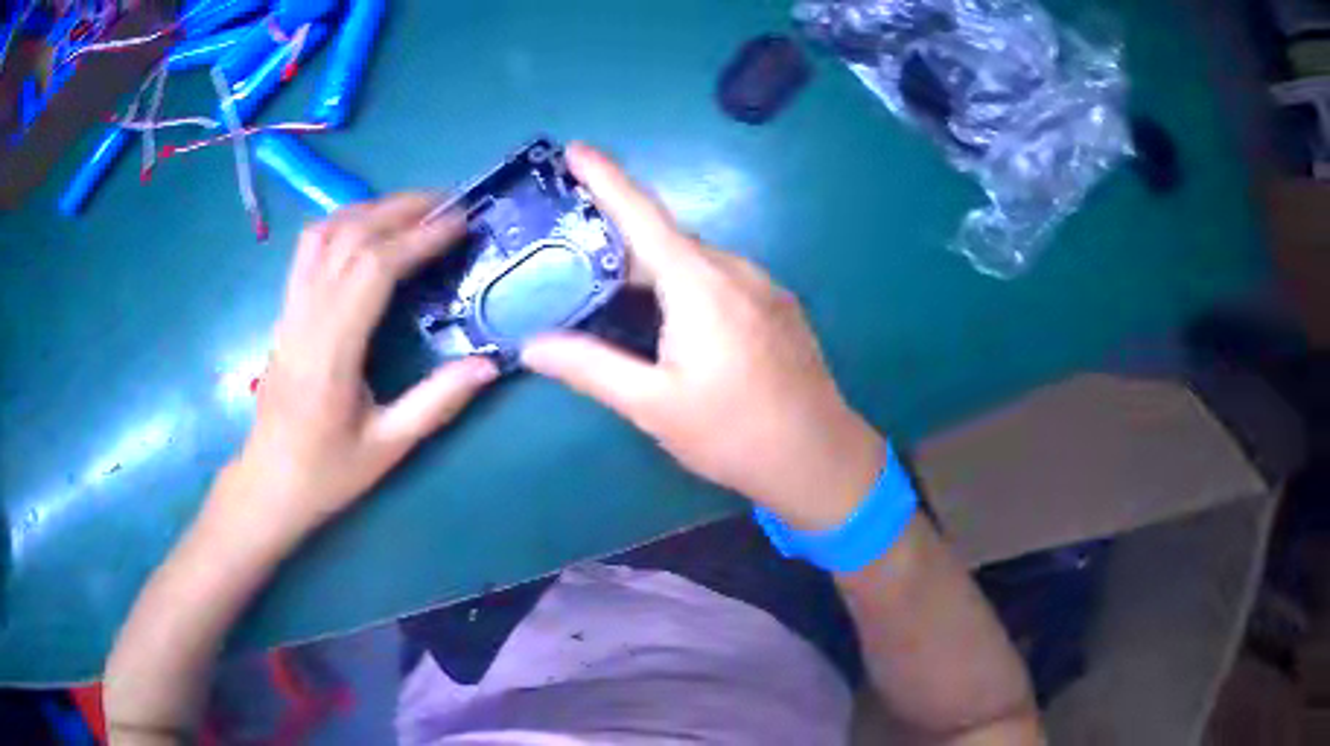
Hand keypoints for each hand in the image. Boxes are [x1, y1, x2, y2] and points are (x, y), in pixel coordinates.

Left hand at [225, 194, 498, 540]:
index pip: (372, 269)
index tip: (460, 224)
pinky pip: (309, 250)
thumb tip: (490, 364)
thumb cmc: (326, 472)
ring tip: (413, 209)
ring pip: (323, 234)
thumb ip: (437, 402)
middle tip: (449, 203)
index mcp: (331, 353)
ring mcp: (290, 310)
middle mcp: (306, 318)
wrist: (267, 483)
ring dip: (370, 209)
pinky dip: (342, 224)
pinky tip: (367, 229)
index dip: (418, 238)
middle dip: (401, 209)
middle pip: (349, 237)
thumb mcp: (387, 448)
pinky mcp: (285, 311)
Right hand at [522, 145, 885, 530]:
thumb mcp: (653, 406)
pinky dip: (684, 281)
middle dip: (618, 238)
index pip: (643, 216)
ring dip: (652, 266)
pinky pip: (720, 276)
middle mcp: (735, 270)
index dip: (606, 179)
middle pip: (666, 239)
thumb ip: (590, 368)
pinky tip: (670, 315)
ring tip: (613, 289)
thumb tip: (532, 345)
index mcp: (701, 285)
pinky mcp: (778, 305)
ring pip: (695, 259)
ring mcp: (764, 285)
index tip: (576, 149)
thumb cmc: (733, 434)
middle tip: (572, 252)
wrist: (820, 458)